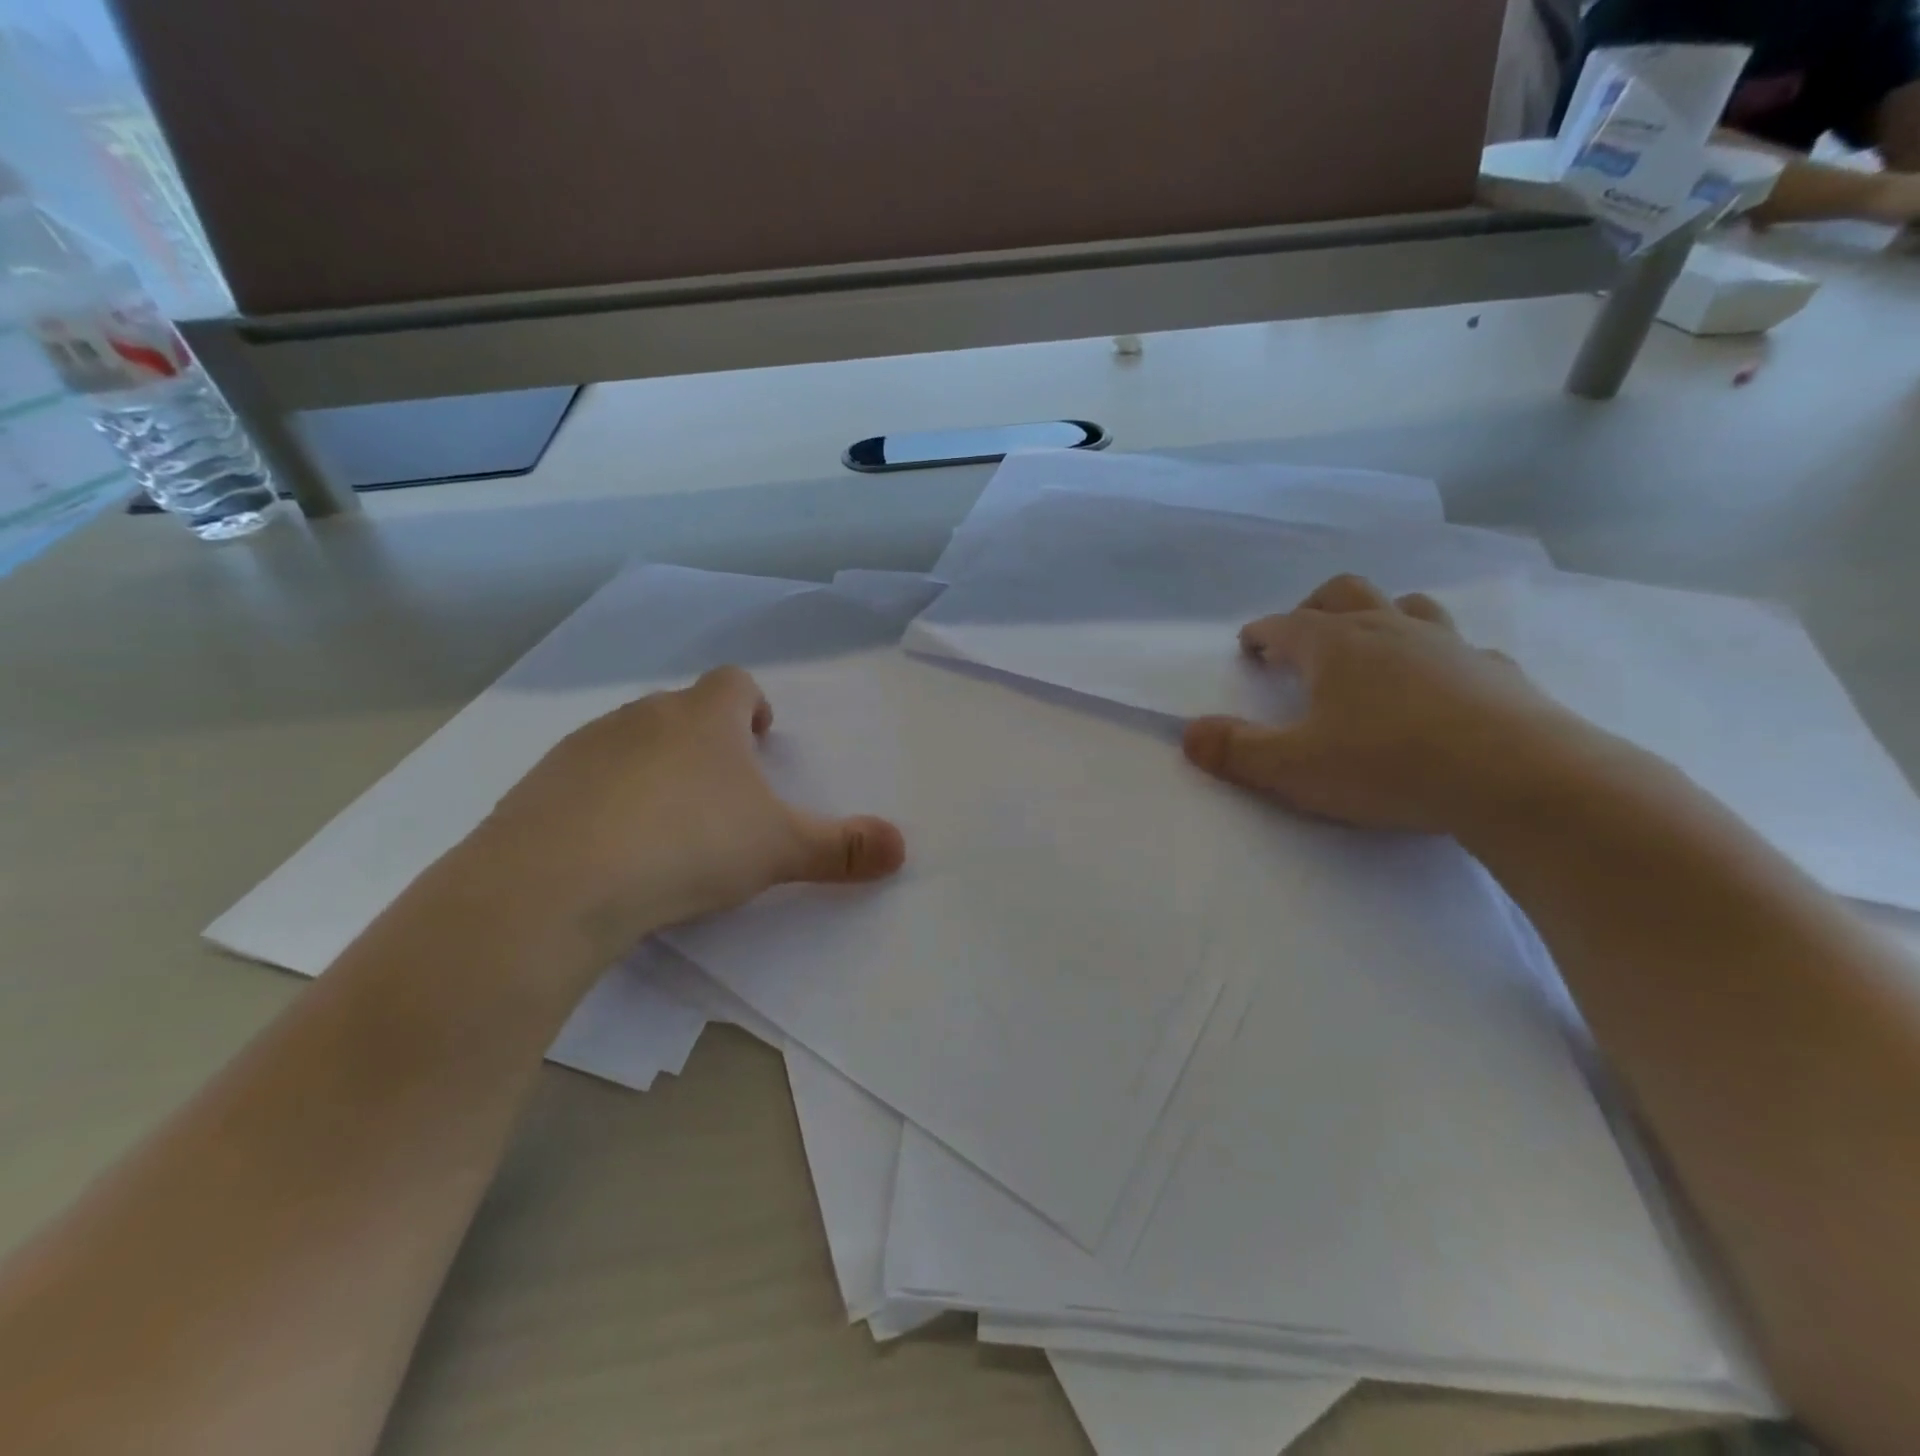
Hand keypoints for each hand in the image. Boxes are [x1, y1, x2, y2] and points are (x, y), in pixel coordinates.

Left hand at [469, 666, 904, 966]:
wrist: (557, 883)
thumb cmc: (688, 845)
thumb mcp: (778, 849)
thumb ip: (842, 847)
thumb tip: (902, 848)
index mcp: (705, 718)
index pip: (735, 683)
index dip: (754, 705)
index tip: (763, 741)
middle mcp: (643, 718)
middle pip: (683, 711)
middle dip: (707, 742)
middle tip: (724, 794)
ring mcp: (584, 749)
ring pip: (631, 743)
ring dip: (655, 770)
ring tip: (669, 827)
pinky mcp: (537, 787)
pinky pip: (583, 781)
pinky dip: (604, 802)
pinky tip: (611, 850)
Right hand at [1182, 574, 1611, 835]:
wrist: (1520, 780)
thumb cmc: (1389, 766)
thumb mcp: (1294, 769)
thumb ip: (1235, 751)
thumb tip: (1188, 734)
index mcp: (1335, 646)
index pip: (1284, 624)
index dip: (1260, 633)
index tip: (1248, 647)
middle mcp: (1389, 630)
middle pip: (1344, 593)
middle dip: (1314, 607)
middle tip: (1301, 635)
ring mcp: (1449, 646)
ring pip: (1406, 606)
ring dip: (1379, 617)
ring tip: (1369, 648)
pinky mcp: (1497, 673)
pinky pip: (1459, 649)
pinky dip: (1436, 657)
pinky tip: (1440, 686)